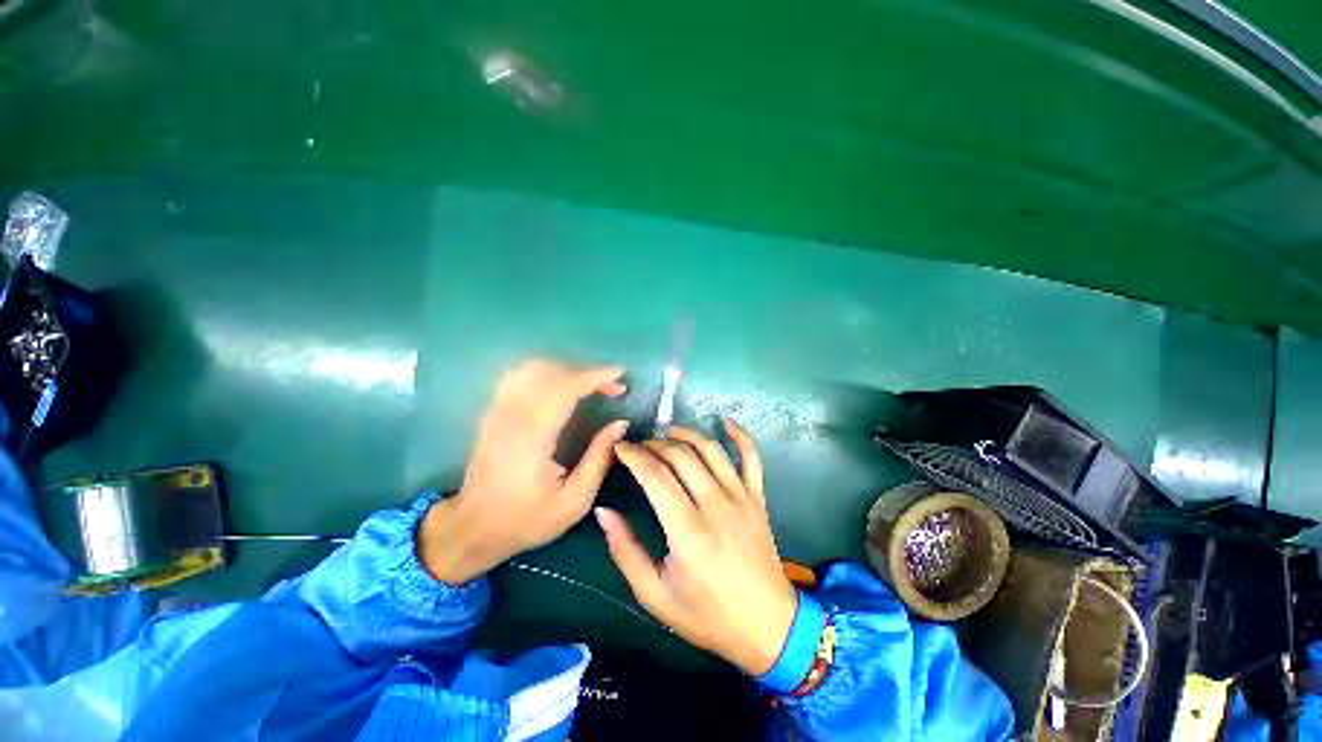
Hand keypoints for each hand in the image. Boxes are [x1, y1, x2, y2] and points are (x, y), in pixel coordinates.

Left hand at [419, 360, 628, 583]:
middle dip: (587, 372)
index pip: (566, 388)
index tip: (620, 374)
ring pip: (533, 369)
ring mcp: (498, 410)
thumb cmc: (526, 519)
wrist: (473, 528)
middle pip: (552, 372)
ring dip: (566, 369)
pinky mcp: (493, 412)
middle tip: (612, 387)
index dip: (596, 376)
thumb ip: (599, 459)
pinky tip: (561, 386)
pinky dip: (547, 373)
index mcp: (533, 436)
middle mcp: (512, 415)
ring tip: (590, 386)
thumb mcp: (574, 501)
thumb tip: (620, 424)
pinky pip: (520, 376)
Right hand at [598, 422, 797, 676]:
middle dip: (653, 444)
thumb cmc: (708, 616)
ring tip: (666, 432)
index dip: (633, 455)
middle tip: (638, 446)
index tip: (619, 447)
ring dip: (685, 434)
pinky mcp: (758, 497)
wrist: (767, 626)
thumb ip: (626, 552)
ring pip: (710, 449)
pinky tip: (726, 422)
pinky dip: (740, 436)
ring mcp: (741, 497)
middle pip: (680, 456)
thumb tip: (604, 512)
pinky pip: (752, 457)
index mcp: (688, 532)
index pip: (655, 476)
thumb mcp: (655, 596)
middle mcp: (716, 505)